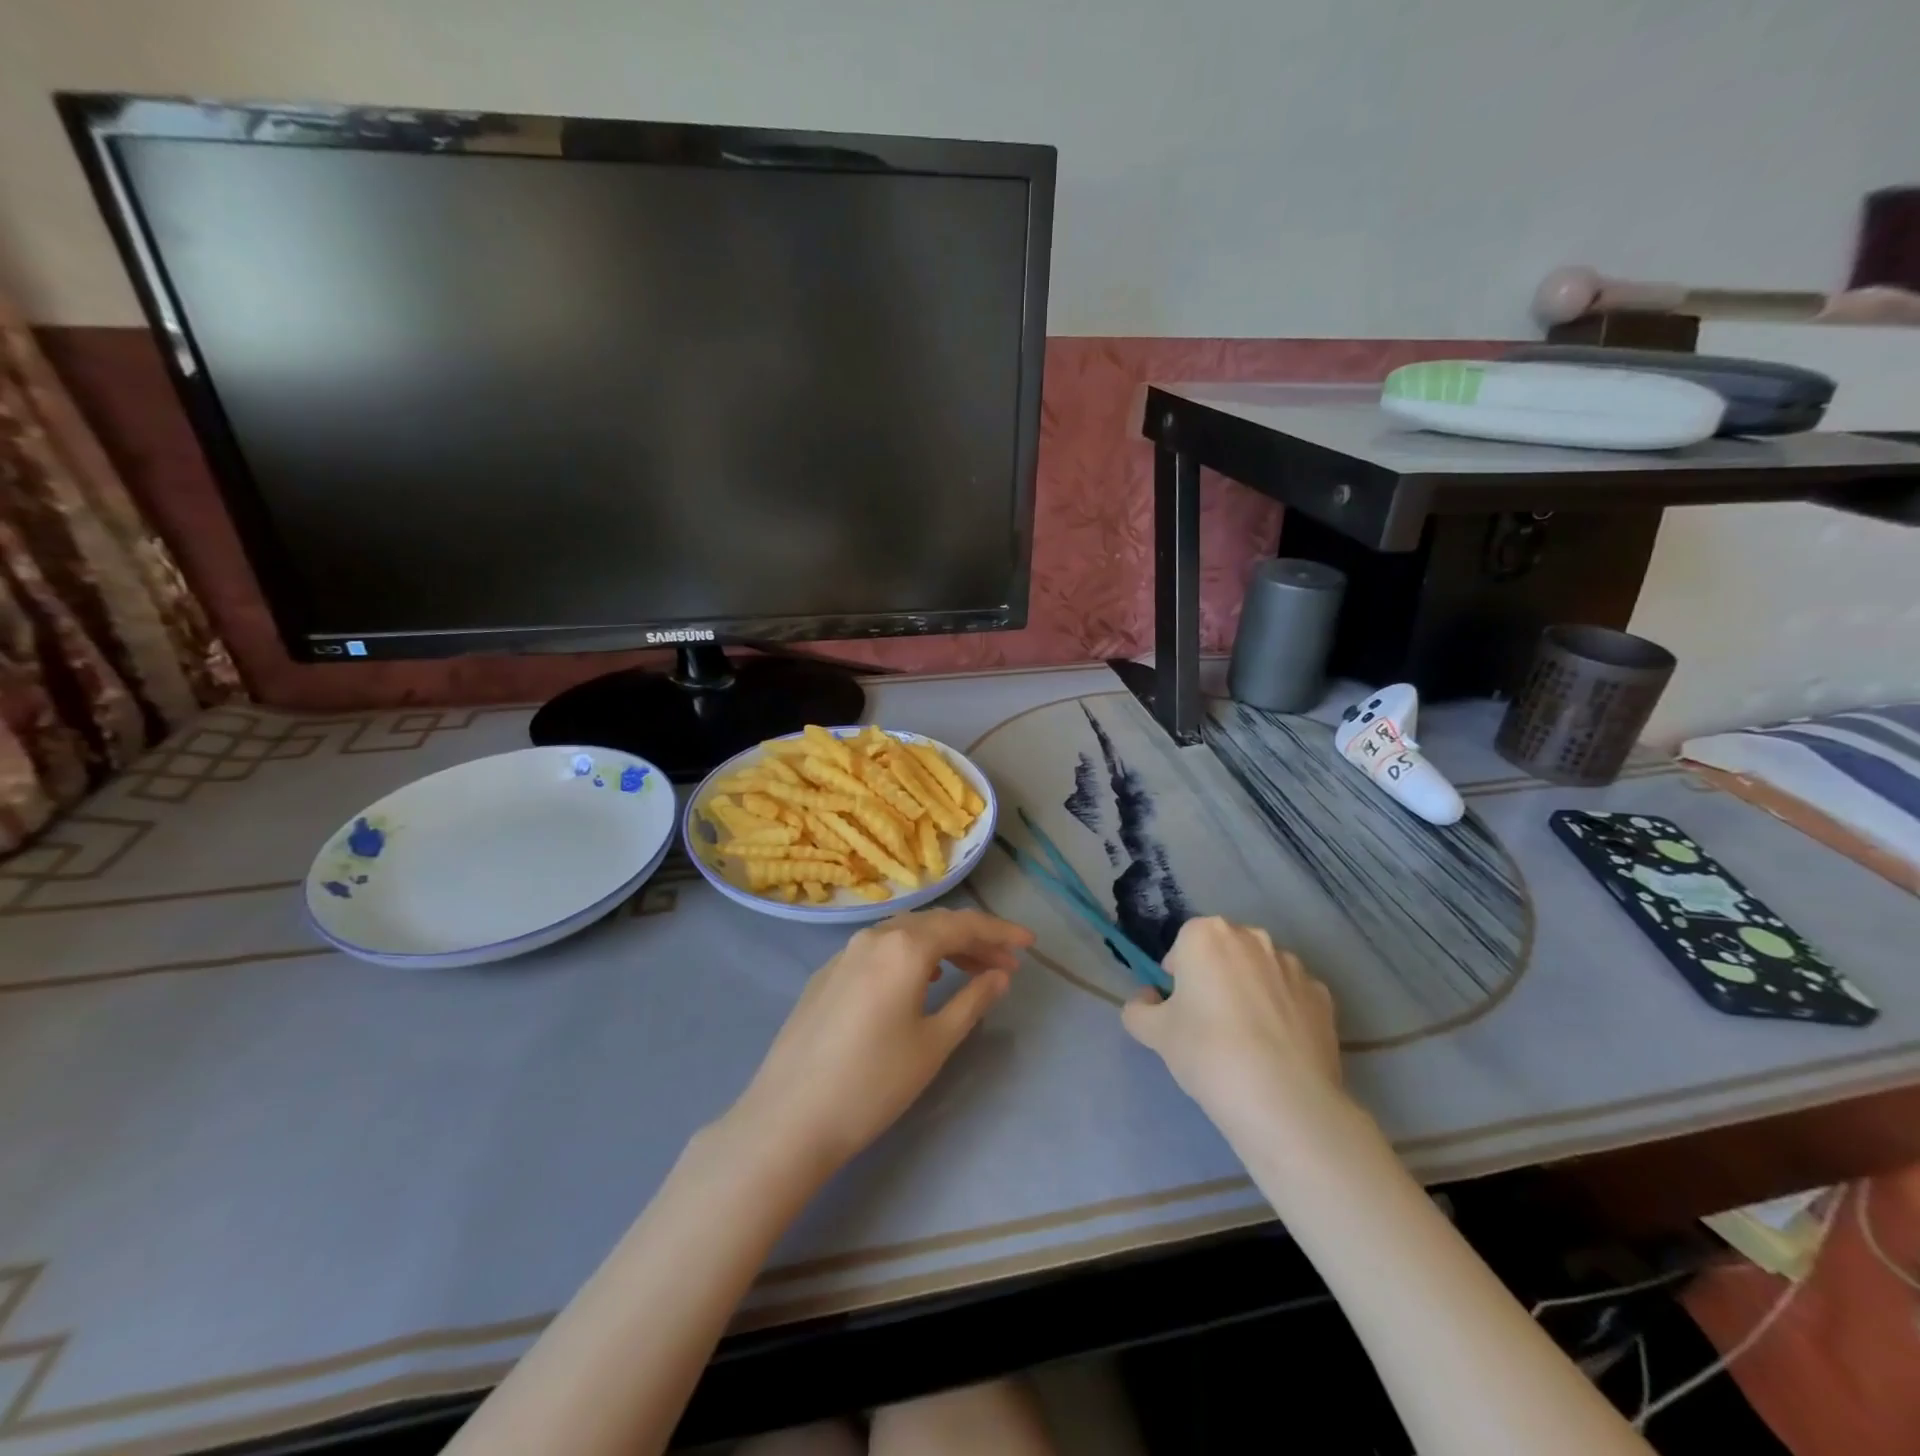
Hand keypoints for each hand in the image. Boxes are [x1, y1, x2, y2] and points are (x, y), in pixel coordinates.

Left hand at [725, 908, 1034, 1173]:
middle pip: (934, 925)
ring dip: (942, 947)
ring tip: (970, 971)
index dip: (1001, 932)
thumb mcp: (934, 1043)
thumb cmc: (873, 1082)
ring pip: (905, 934)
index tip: (1030, 943)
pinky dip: (910, 956)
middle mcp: (873, 936)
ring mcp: (844, 954)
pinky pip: (879, 950)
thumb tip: (1000, 974)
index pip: (963, 925)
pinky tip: (919, 980)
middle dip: (974, 939)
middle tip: (1006, 964)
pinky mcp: (826, 975)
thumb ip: (973, 1000)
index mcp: (904, 946)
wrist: (789, 1118)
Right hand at [1122, 916, 1346, 1144]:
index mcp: (1206, 935)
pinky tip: (1278, 1050)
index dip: (1177, 978)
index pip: (1182, 946)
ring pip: (1259, 972)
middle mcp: (1252, 937)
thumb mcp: (1154, 1034)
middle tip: (1208, 1025)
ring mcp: (1292, 966)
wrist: (1284, 1101)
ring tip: (1248, 1041)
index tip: (1179, 1011)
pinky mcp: (1323, 997)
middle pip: (1223, 953)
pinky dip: (1283, 1013)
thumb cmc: (1207, 1053)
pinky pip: (1291, 996)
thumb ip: (1138, 1009)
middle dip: (1215, 978)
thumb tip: (1148, 1000)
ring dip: (1250, 992)